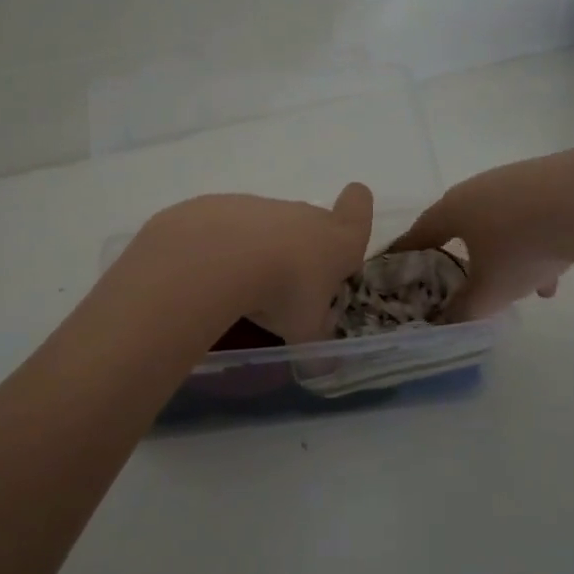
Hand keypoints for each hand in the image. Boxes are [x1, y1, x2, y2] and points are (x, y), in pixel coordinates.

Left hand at [133, 183, 374, 343]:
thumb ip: (316, 346)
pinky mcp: (223, 206)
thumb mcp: (305, 331)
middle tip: (290, 288)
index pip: (359, 208)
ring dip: (263, 251)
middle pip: (312, 223)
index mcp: (338, 240)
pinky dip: (227, 249)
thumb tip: (323, 367)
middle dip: (304, 251)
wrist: (222, 255)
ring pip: (270, 227)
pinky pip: (232, 229)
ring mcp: (263, 207)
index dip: (358, 211)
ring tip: (246, 289)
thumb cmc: (285, 292)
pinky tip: (215, 275)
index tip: (348, 224)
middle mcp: (305, 215)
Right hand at [391, 145, 573, 321]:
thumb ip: (464, 310)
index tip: (396, 267)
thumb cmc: (522, 246)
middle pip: (463, 227)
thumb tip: (447, 323)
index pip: (418, 234)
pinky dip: (539, 244)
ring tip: (527, 289)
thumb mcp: (490, 291)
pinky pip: (535, 217)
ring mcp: (516, 180)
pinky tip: (557, 272)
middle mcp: (478, 188)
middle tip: (468, 282)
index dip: (406, 254)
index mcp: (452, 209)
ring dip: (509, 256)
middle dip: (466, 258)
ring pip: (503, 224)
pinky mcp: (553, 178)